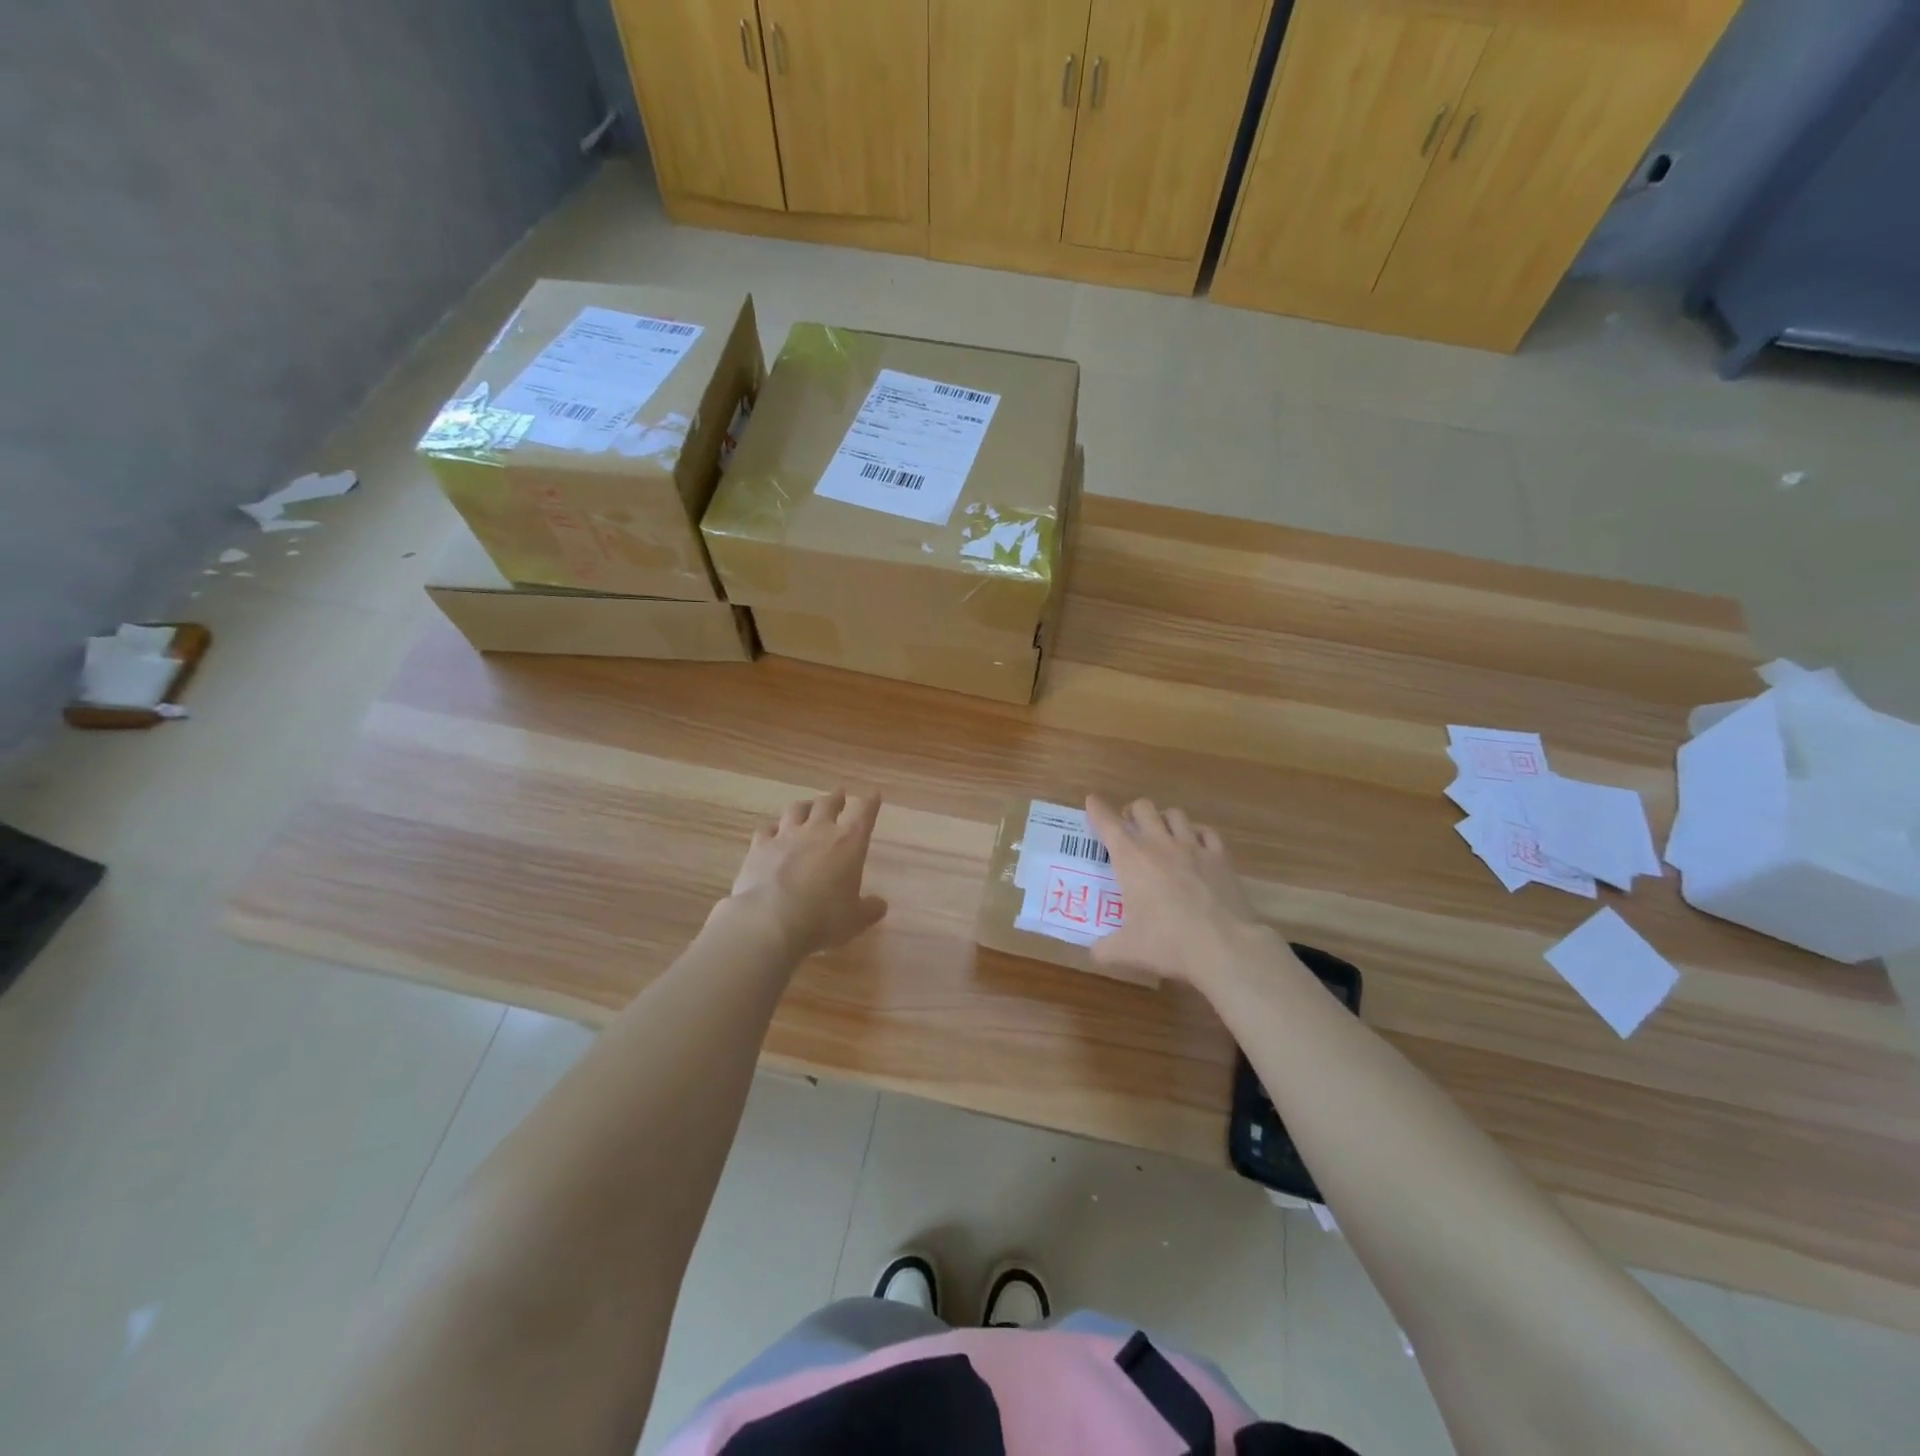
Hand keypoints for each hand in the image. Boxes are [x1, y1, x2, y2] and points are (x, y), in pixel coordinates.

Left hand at [722, 790, 888, 960]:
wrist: (770, 921)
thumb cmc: (823, 919)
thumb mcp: (855, 920)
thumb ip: (870, 909)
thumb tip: (880, 904)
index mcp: (849, 843)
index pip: (864, 812)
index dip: (870, 802)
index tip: (874, 794)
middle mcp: (818, 831)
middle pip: (828, 803)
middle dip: (836, 797)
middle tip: (839, 795)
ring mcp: (786, 835)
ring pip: (797, 809)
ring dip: (805, 806)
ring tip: (807, 806)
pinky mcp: (760, 846)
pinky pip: (767, 828)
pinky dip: (773, 828)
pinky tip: (773, 831)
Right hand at [1086, 795, 1265, 987]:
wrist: (1225, 946)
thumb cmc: (1168, 943)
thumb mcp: (1127, 950)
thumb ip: (1105, 948)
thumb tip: (1095, 952)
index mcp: (1131, 859)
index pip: (1107, 823)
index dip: (1097, 809)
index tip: (1092, 800)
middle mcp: (1160, 844)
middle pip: (1143, 807)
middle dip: (1132, 812)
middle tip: (1129, 826)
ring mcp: (1193, 847)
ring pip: (1175, 814)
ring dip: (1163, 819)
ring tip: (1162, 833)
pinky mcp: (1221, 857)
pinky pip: (1207, 832)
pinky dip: (1197, 833)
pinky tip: (1196, 845)